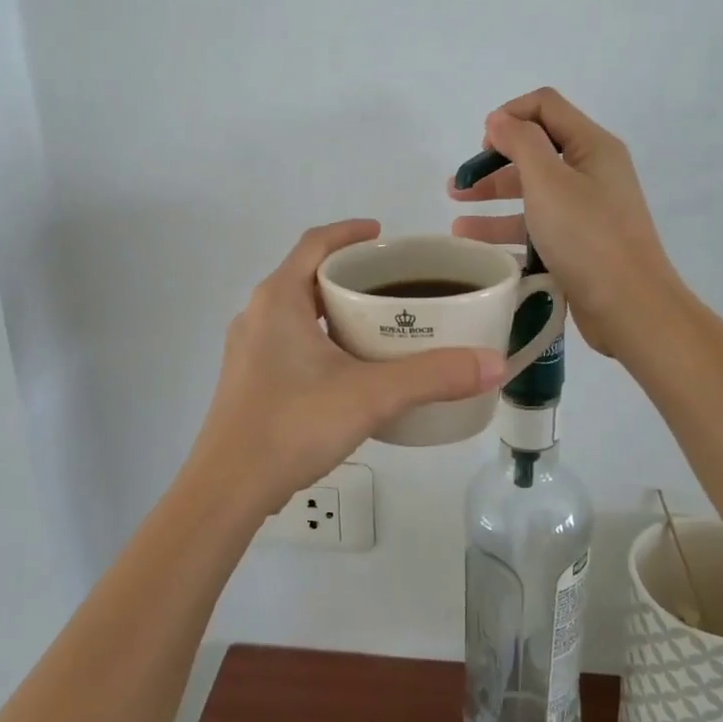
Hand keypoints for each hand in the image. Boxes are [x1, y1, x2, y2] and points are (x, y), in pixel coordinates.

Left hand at [188, 221, 507, 515]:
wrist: (228, 489)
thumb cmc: (294, 425)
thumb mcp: (371, 395)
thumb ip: (434, 376)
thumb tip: (494, 363)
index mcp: (278, 298)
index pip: (315, 243)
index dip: (350, 232)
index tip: (385, 236)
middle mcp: (257, 315)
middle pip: (307, 276)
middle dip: (350, 274)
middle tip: (395, 286)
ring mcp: (247, 350)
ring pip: (297, 312)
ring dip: (334, 309)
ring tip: (379, 324)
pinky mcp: (248, 381)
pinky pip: (289, 342)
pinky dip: (321, 338)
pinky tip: (348, 369)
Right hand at [448, 87, 681, 357]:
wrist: (630, 308)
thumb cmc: (587, 238)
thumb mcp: (549, 182)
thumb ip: (521, 143)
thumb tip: (499, 119)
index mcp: (592, 147)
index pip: (545, 106)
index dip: (509, 116)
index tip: (481, 146)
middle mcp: (592, 172)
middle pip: (535, 151)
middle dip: (492, 164)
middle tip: (458, 186)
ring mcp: (586, 211)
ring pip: (532, 194)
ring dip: (493, 202)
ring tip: (457, 222)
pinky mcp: (579, 244)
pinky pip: (537, 228)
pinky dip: (508, 233)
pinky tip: (479, 248)